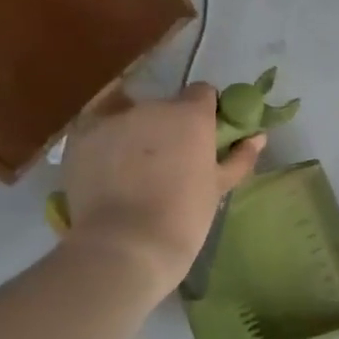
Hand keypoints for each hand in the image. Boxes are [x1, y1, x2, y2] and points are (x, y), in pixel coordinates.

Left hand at [60, 84, 263, 288]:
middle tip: (168, 159)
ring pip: (129, 115)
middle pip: (164, 105)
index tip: (202, 137)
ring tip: (134, 169)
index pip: (202, 93)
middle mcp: (151, 107)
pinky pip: (98, 130)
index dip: (204, 112)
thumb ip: (240, 157)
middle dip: (168, 125)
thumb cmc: (184, 217)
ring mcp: (112, 120)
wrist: (126, 246)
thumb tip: (258, 136)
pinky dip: (105, 144)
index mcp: (191, 114)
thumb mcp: (218, 187)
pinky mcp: (80, 138)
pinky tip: (109, 172)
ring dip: (135, 133)